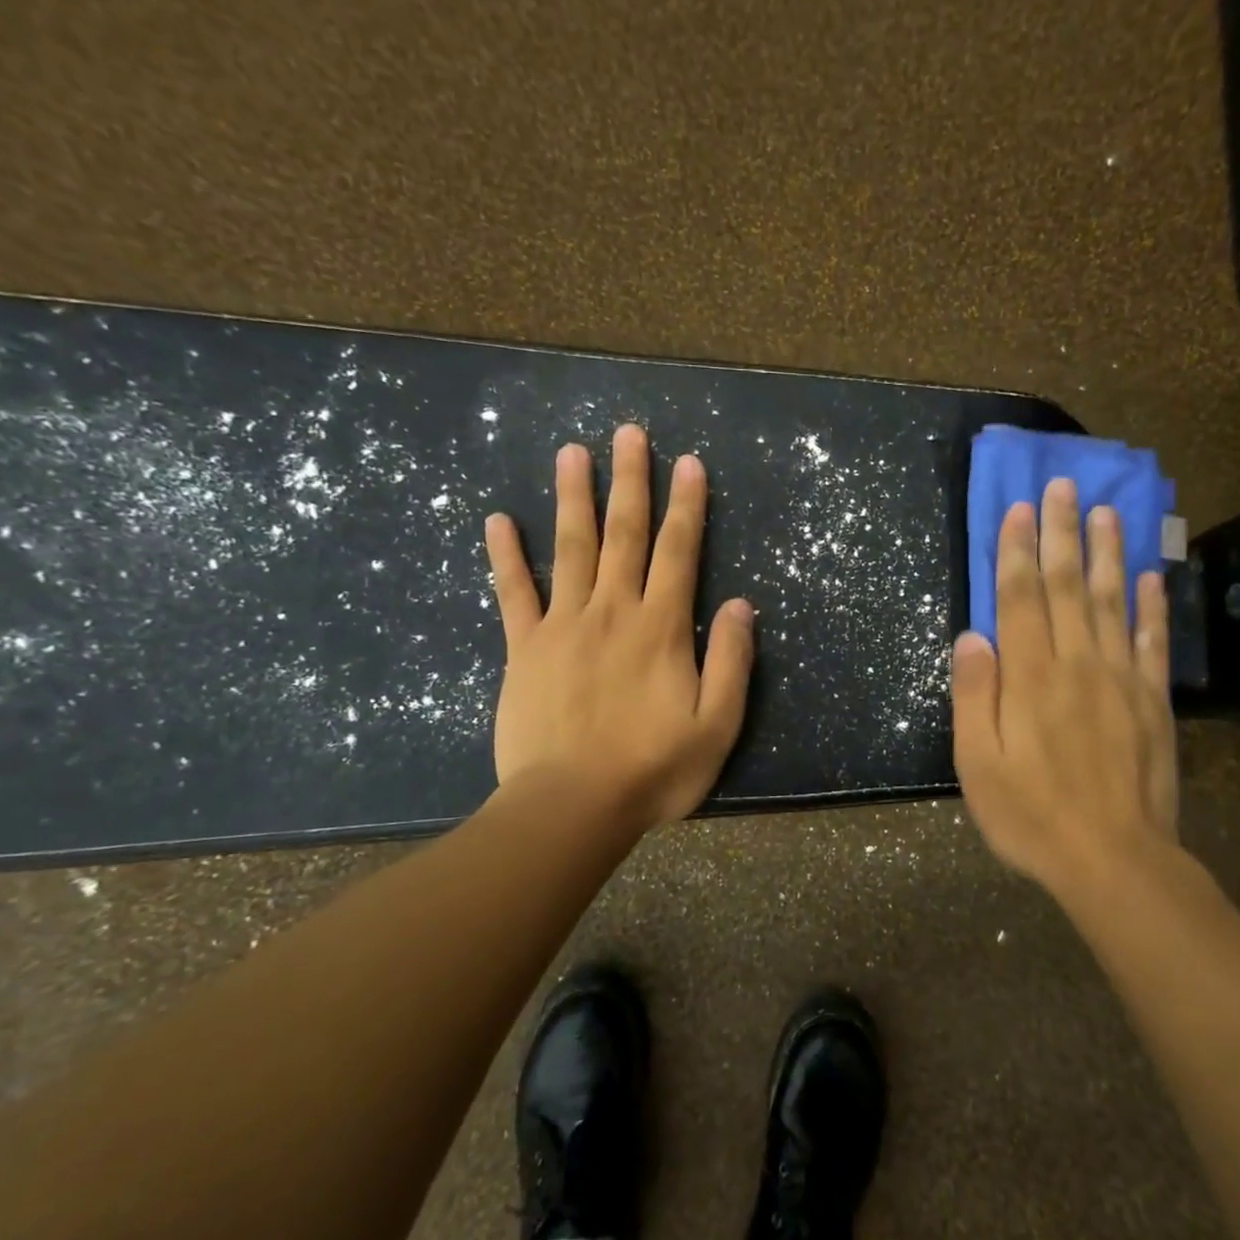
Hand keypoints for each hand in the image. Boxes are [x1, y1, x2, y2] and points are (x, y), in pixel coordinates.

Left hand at [484, 423, 754, 832]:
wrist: (571, 807)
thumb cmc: (653, 771)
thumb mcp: (717, 726)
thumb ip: (732, 662)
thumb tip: (741, 604)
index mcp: (661, 629)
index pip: (679, 552)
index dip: (687, 506)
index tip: (689, 462)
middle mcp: (613, 612)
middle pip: (624, 535)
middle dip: (631, 481)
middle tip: (629, 432)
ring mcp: (562, 626)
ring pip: (571, 548)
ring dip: (574, 498)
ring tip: (573, 452)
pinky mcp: (523, 649)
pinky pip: (513, 593)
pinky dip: (506, 555)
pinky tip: (498, 519)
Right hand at [951, 478, 1185, 904]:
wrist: (1115, 860)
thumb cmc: (1032, 816)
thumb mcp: (979, 765)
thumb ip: (975, 697)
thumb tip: (972, 636)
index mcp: (1031, 678)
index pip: (1020, 599)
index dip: (1016, 551)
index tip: (1017, 509)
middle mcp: (1077, 664)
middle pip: (1067, 586)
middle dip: (1060, 534)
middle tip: (1061, 487)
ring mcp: (1121, 679)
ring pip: (1113, 601)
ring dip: (1108, 553)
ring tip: (1106, 511)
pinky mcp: (1152, 702)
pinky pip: (1153, 642)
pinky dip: (1153, 605)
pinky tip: (1152, 575)